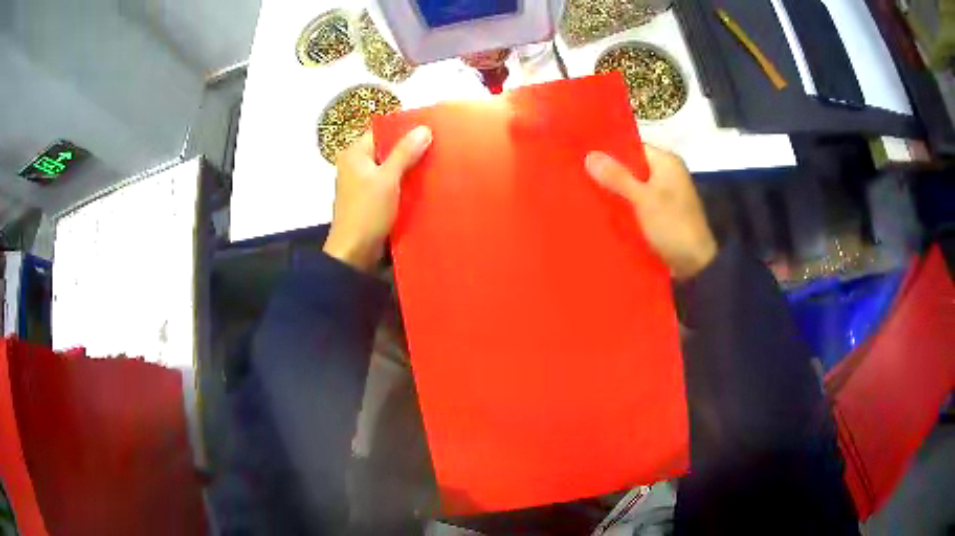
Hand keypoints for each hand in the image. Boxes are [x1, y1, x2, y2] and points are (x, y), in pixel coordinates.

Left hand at [323, 126, 432, 270]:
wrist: (354, 253)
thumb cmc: (367, 212)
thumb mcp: (388, 179)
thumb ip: (405, 153)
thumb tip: (424, 128)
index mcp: (354, 154)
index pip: (381, 132)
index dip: (404, 130)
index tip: (429, 129)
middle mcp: (355, 165)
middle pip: (386, 150)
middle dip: (409, 149)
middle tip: (437, 147)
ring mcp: (361, 183)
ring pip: (389, 168)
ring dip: (408, 168)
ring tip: (434, 163)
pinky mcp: (369, 200)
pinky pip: (389, 184)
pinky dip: (403, 184)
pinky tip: (423, 184)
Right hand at [585, 145, 716, 279]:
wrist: (696, 264)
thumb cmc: (672, 225)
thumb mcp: (643, 199)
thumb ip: (617, 177)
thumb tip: (589, 155)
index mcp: (667, 162)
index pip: (632, 148)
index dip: (609, 152)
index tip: (583, 158)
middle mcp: (667, 174)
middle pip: (632, 168)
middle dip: (609, 174)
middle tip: (578, 177)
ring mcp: (665, 195)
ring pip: (633, 187)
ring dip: (615, 193)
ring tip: (584, 194)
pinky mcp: (662, 214)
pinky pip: (638, 204)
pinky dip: (624, 207)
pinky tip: (603, 212)